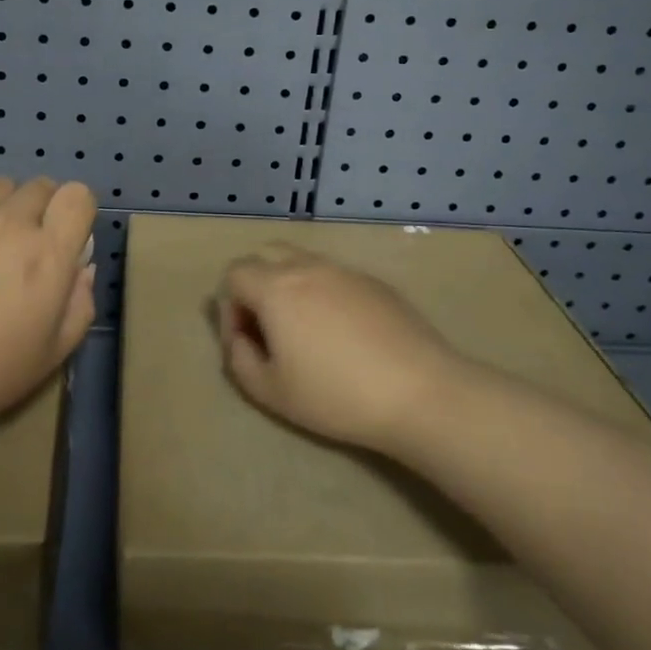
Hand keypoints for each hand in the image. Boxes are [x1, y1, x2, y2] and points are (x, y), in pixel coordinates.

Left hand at [0, 176, 97, 443]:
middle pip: (39, 186)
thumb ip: (80, 303)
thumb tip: (81, 267)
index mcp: (48, 253)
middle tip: (23, 247)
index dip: (75, 212)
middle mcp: (10, 221)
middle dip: (40, 210)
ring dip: (0, 206)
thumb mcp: (53, 354)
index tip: (65, 237)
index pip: (78, 195)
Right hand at [214, 243, 461, 452]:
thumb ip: (240, 360)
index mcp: (276, 287)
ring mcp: (345, 271)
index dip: (230, 307)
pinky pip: (336, 277)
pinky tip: (344, 334)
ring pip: (303, 262)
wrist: (420, 392)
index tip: (246, 343)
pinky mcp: (375, 283)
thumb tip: (240, 338)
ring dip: (291, 286)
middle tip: (269, 327)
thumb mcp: (272, 392)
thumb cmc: (337, 395)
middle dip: (256, 284)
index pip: (234, 274)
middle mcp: (307, 267)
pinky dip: (325, 294)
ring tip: (305, 331)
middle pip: (266, 254)